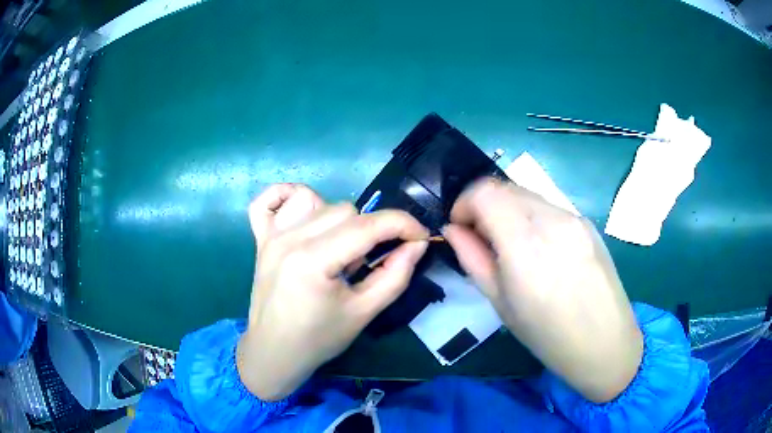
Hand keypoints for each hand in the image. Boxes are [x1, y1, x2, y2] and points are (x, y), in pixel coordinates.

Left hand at [237, 185, 428, 400]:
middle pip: (344, 210)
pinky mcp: (260, 238)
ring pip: (316, 200)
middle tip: (366, 263)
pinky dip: (287, 196)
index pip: (367, 225)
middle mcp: (289, 238)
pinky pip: (269, 199)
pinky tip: (302, 215)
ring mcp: (270, 235)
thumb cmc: (318, 339)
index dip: (402, 224)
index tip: (420, 236)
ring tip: (336, 249)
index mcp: (313, 261)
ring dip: (336, 219)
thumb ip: (395, 276)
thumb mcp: (364, 313)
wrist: (274, 352)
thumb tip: (417, 244)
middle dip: (369, 231)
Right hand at [443, 178, 642, 402]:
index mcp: (526, 243)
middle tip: (482, 238)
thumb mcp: (500, 302)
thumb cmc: (547, 334)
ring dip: (508, 210)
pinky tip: (540, 248)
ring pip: (527, 194)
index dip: (464, 203)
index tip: (461, 227)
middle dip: (484, 205)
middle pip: (505, 187)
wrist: (604, 342)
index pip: (484, 192)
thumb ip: (472, 258)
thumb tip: (453, 230)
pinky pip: (549, 207)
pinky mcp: (587, 222)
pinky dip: (532, 216)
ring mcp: (574, 217)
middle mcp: (552, 218)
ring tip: (512, 245)